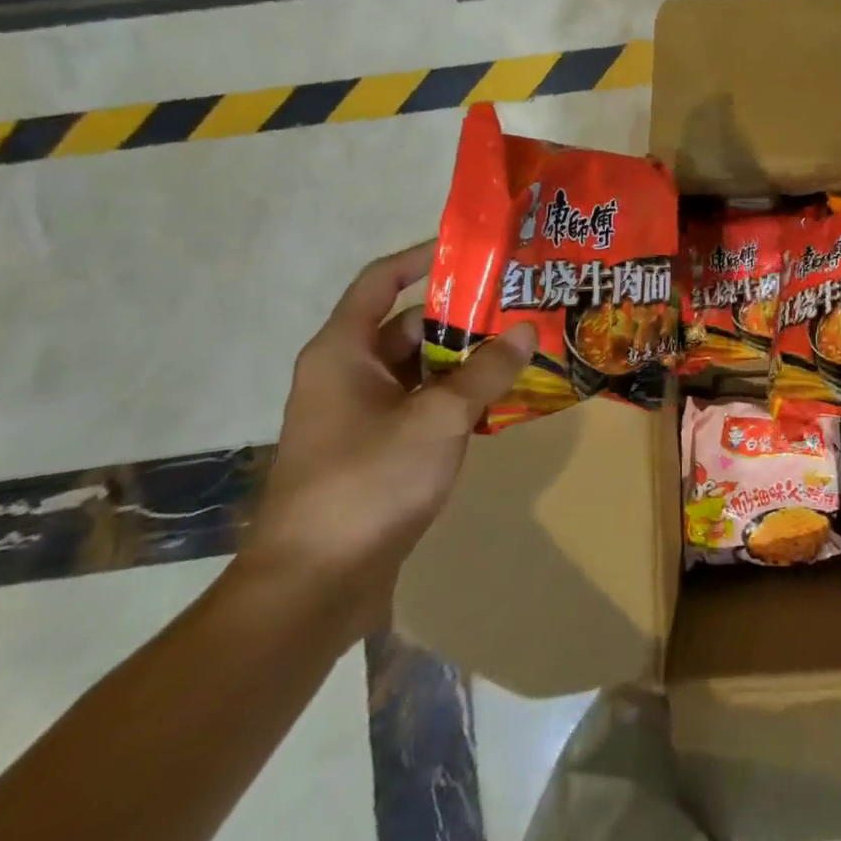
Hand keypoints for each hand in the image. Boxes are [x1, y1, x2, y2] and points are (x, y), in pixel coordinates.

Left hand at [243, 242, 533, 633]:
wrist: (312, 588)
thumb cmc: (368, 484)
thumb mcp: (439, 419)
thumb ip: (486, 371)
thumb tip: (527, 330)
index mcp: (343, 352)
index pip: (381, 281)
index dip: (423, 258)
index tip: (475, 251)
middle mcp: (346, 374)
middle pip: (408, 325)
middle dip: (462, 315)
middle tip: (517, 303)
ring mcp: (359, 415)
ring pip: (419, 369)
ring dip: (465, 359)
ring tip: (521, 346)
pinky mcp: (374, 450)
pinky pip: (421, 405)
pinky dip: (456, 397)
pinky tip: (501, 398)